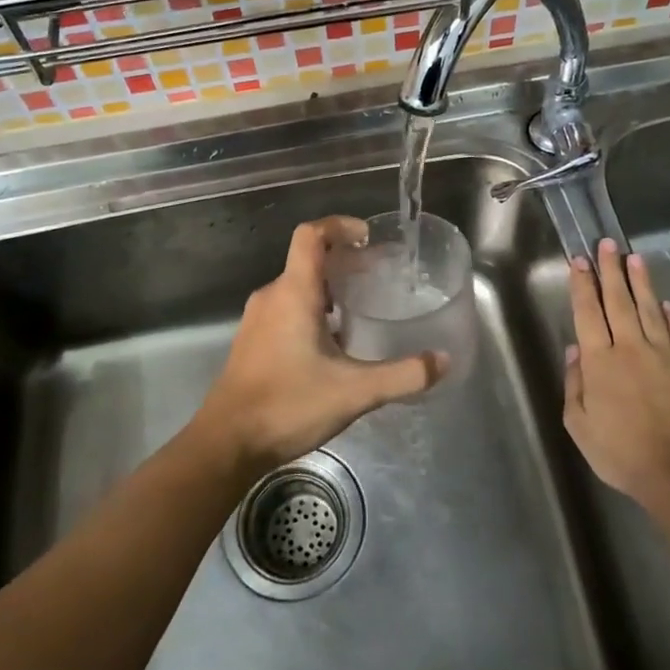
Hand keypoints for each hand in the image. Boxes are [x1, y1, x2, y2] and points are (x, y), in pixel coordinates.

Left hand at [193, 216, 449, 472]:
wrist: (227, 443)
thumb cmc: (288, 405)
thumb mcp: (354, 392)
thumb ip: (402, 375)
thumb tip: (442, 360)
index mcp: (293, 293)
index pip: (311, 235)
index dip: (339, 226)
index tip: (368, 238)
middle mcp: (272, 297)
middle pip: (308, 260)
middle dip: (344, 261)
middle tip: (378, 276)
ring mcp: (257, 319)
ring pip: (296, 286)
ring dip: (329, 288)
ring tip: (360, 308)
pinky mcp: (252, 341)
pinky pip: (286, 308)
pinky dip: (312, 309)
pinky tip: (333, 343)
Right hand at [562, 238, 669, 506]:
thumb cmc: (619, 451)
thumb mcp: (579, 424)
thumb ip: (575, 384)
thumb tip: (575, 351)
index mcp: (600, 361)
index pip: (588, 313)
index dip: (582, 285)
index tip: (579, 261)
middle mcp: (630, 348)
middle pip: (618, 301)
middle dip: (610, 270)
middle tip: (606, 244)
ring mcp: (664, 356)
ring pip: (649, 310)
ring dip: (640, 282)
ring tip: (634, 258)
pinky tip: (665, 303)